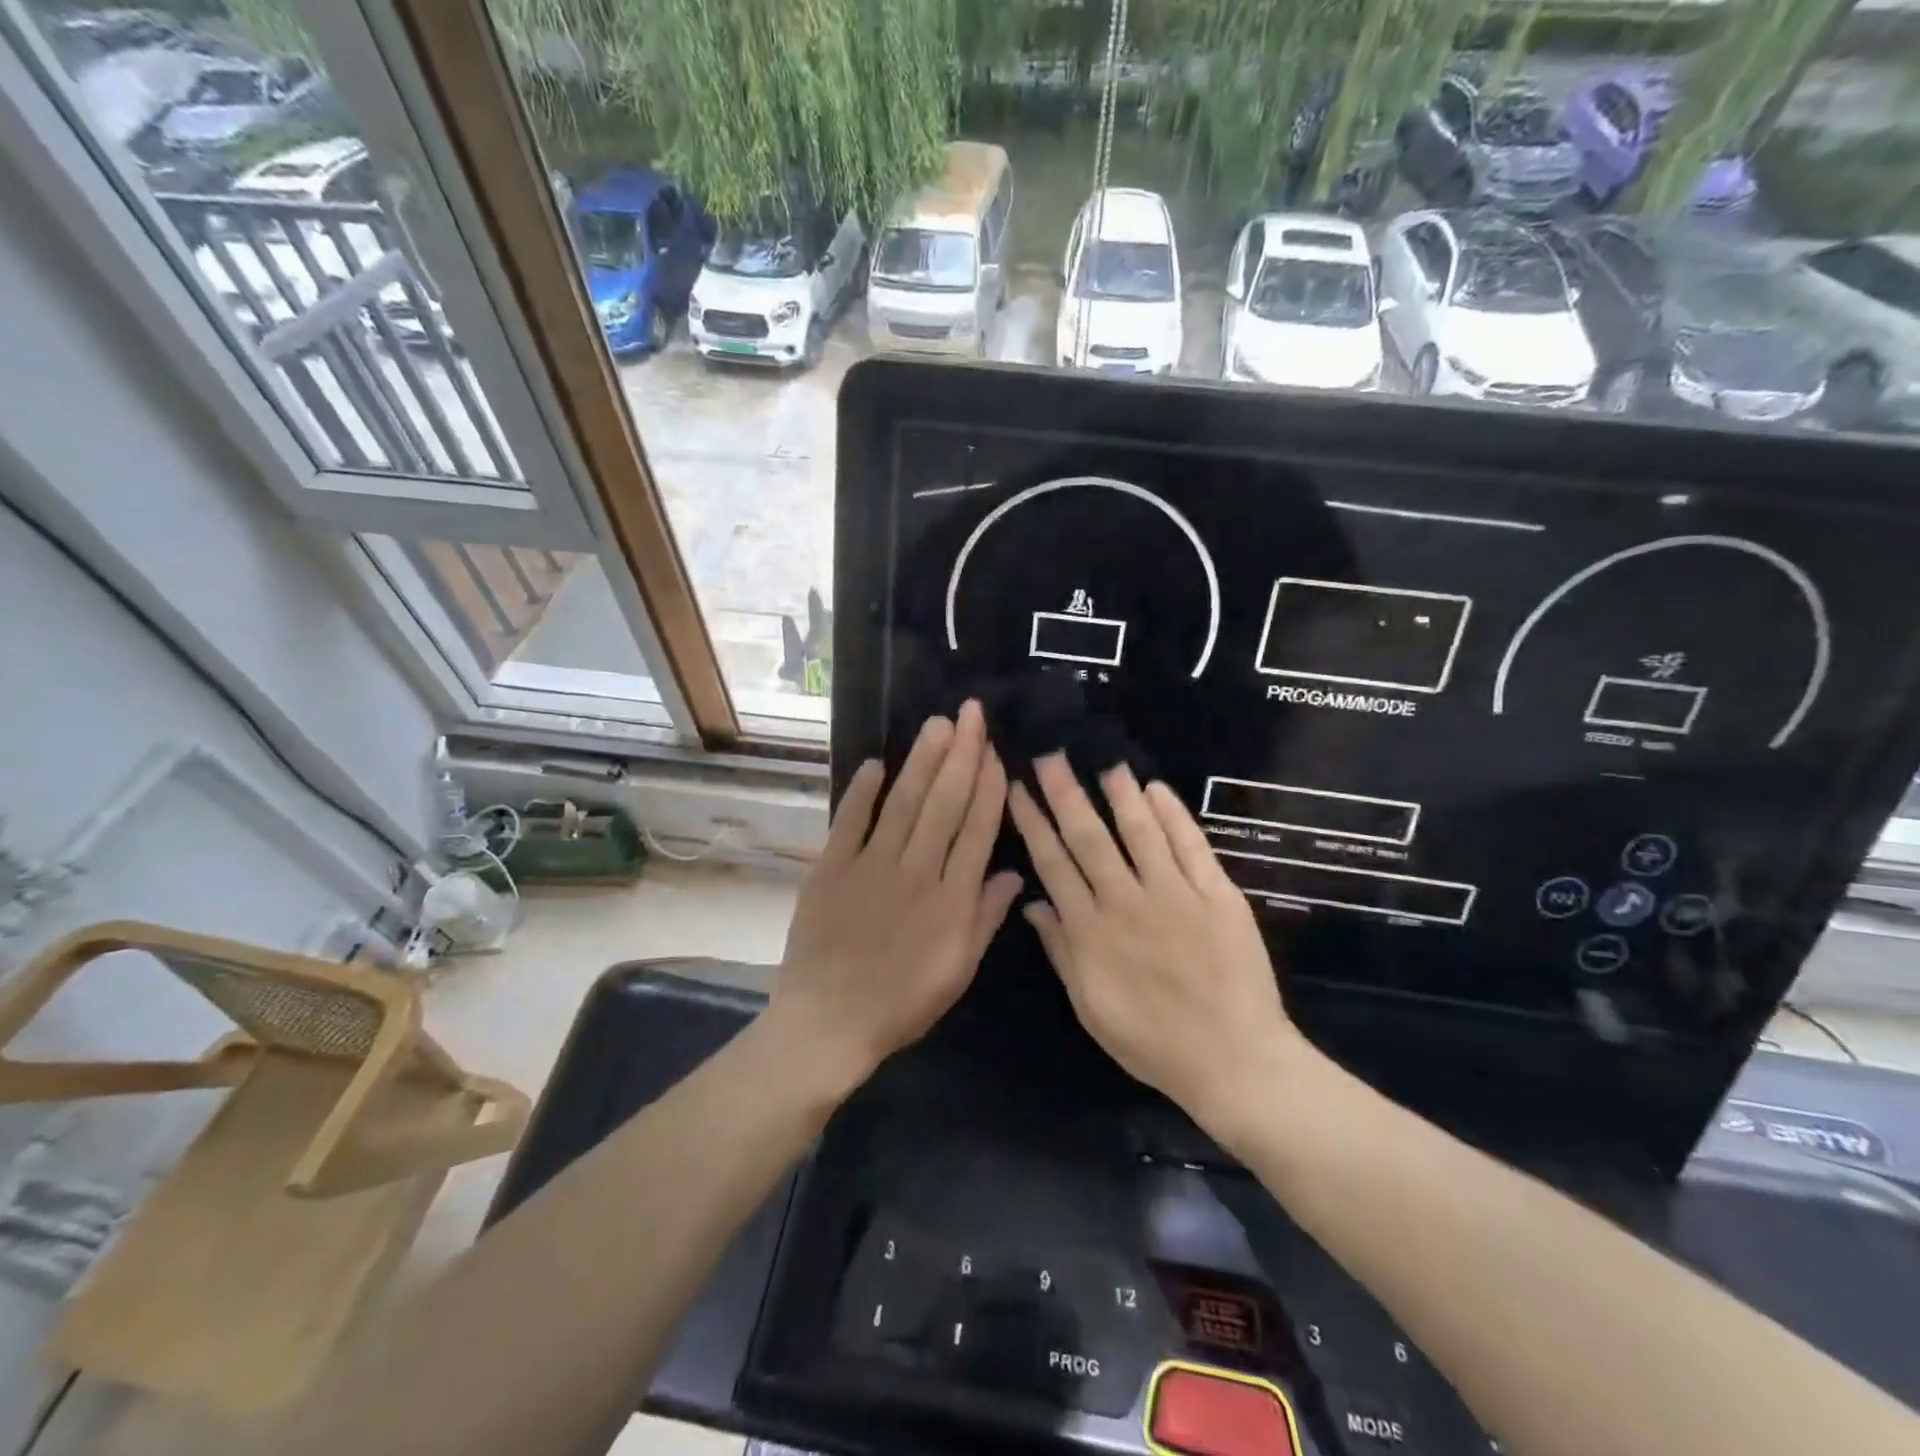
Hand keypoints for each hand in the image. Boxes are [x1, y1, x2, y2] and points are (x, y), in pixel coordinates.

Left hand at [769, 701, 1022, 1092]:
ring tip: (937, 724)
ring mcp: (871, 866)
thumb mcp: (958, 970)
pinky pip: (850, 822)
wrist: (829, 1024)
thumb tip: (1015, 874)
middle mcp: (917, 871)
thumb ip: (986, 918)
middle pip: (944, 804)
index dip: (989, 787)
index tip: (996, 751)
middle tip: (970, 713)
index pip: (977, 830)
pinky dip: (862, 792)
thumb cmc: (902, 1003)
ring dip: (922, 761)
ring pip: (903, 803)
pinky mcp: (831, 869)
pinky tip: (877, 762)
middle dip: (961, 755)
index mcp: (952, 898)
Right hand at [1007, 755, 1304, 1135]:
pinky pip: (1191, 845)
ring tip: (1104, 760)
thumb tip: (1031, 903)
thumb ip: (1060, 951)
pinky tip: (1157, 789)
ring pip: (1140, 831)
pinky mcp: (1217, 894)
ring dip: (1120, 793)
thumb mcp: (1090, 1007)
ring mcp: (1174, 894)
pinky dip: (1173, 814)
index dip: (1032, 822)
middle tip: (1051, 753)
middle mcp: (1126, 901)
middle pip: (1088, 837)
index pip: (1052, 862)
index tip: (1018, 787)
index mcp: (1091, 930)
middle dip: (1065, 792)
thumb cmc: (1153, 1042)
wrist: (1233, 1061)